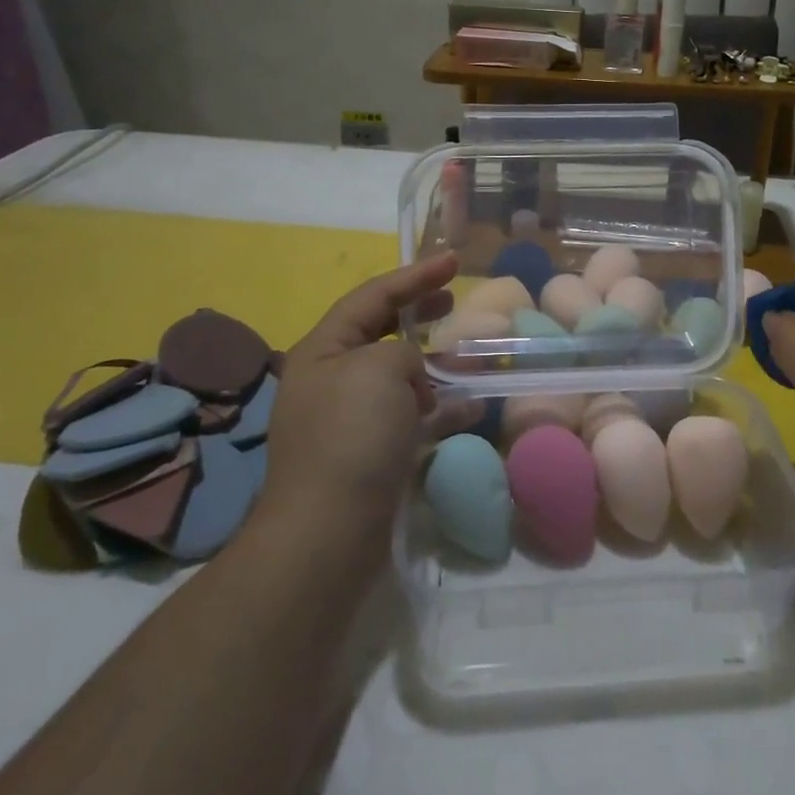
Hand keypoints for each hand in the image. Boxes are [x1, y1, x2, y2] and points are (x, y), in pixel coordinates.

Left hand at [260, 253, 458, 538]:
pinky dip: (439, 408)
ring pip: (398, 376)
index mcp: (323, 350)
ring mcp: (349, 420)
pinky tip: (471, 406)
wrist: (328, 533)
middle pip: (380, 332)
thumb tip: (411, 376)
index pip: (372, 297)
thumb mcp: (380, 368)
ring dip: (433, 363)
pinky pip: (408, 417)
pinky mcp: (369, 455)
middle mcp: (331, 380)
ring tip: (467, 357)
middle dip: (418, 313)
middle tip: (453, 300)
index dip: (415, 276)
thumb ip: (402, 352)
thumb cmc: (351, 436)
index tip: (455, 261)